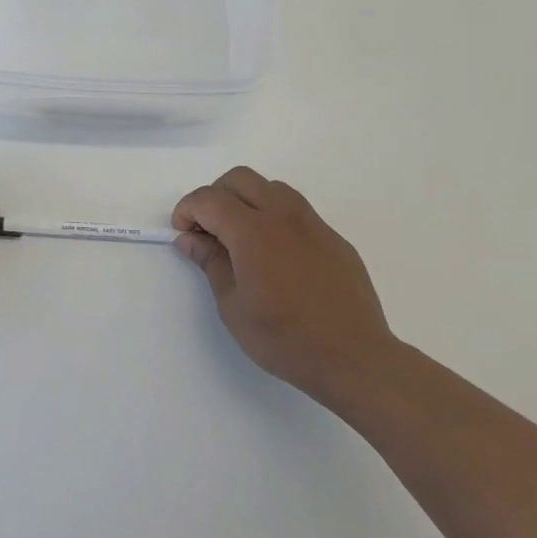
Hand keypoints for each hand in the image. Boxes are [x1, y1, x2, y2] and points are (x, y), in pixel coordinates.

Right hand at [173, 167, 395, 406]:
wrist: (354, 358)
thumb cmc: (284, 337)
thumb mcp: (233, 305)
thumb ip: (211, 262)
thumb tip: (190, 238)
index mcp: (253, 231)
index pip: (210, 199)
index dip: (188, 210)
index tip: (182, 233)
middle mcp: (283, 215)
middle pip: (240, 179)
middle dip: (215, 196)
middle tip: (207, 230)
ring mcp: (313, 224)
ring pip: (271, 187)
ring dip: (247, 200)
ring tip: (241, 238)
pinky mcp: (334, 239)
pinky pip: (297, 211)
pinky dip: (274, 217)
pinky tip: (275, 255)